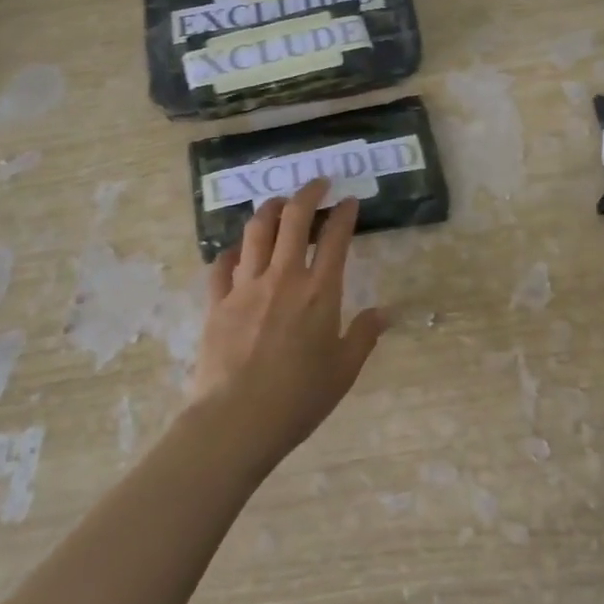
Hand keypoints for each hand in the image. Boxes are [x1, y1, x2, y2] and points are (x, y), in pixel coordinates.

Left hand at [186, 178, 387, 471]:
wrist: (237, 419)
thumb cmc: (299, 398)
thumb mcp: (343, 371)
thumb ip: (365, 335)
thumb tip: (386, 312)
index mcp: (319, 292)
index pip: (335, 238)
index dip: (344, 214)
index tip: (349, 201)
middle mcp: (283, 277)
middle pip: (293, 219)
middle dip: (308, 194)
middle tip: (317, 183)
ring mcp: (246, 285)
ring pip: (256, 231)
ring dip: (269, 209)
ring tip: (278, 203)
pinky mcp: (217, 300)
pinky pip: (222, 264)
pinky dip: (232, 251)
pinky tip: (238, 251)